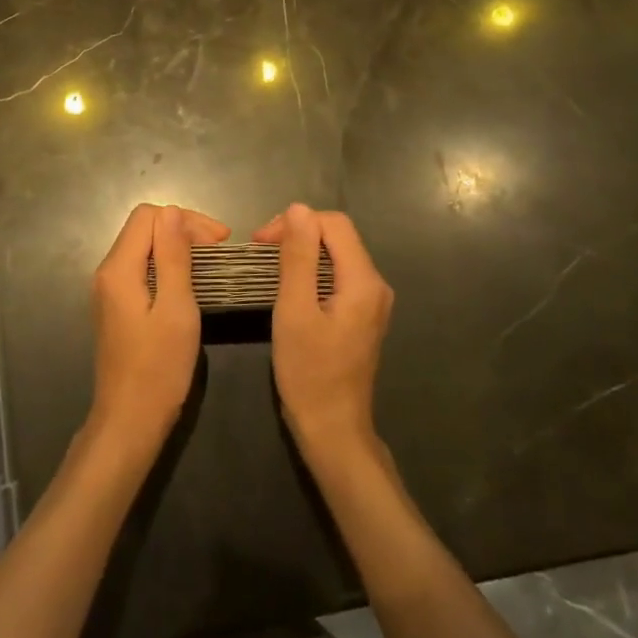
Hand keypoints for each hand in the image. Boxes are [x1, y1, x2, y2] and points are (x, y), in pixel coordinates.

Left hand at [89, 203, 229, 451]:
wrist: (129, 421)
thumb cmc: (158, 368)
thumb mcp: (176, 309)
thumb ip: (173, 257)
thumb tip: (172, 211)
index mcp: (118, 269)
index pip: (148, 216)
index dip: (185, 219)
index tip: (219, 242)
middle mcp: (107, 273)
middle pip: (143, 228)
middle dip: (182, 229)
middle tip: (220, 250)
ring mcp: (109, 291)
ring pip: (143, 248)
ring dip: (176, 247)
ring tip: (210, 263)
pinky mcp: (117, 307)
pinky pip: (142, 269)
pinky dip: (167, 266)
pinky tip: (190, 282)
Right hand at [254, 204, 393, 461]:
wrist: (333, 429)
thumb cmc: (309, 372)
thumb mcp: (294, 310)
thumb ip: (298, 257)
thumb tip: (298, 209)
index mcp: (364, 281)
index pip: (334, 224)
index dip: (295, 222)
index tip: (261, 242)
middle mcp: (376, 285)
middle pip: (338, 237)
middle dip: (299, 234)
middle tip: (261, 252)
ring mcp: (372, 302)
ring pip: (337, 256)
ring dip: (304, 252)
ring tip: (270, 266)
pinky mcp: (362, 316)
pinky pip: (338, 277)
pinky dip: (312, 272)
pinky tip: (290, 287)